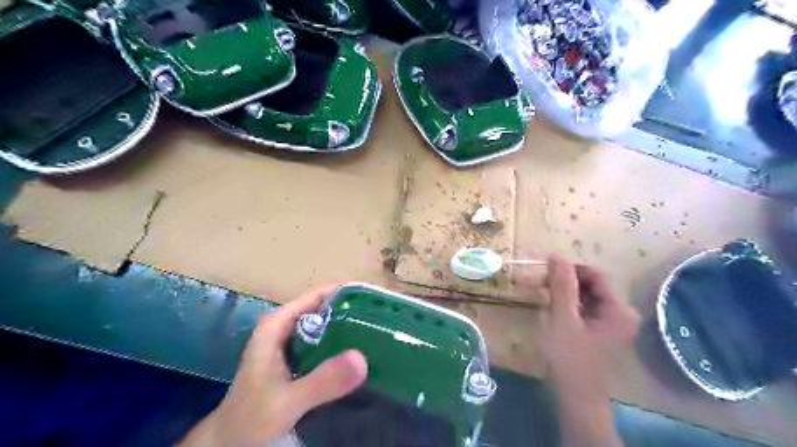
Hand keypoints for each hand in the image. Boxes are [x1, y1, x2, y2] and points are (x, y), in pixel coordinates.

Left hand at [176, 287, 366, 446]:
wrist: (230, 444)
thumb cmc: (250, 418)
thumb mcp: (287, 401)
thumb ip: (321, 381)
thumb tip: (363, 358)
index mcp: (278, 325)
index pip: (319, 296)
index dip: (347, 294)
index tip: (376, 300)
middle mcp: (286, 328)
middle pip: (325, 310)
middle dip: (353, 313)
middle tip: (385, 321)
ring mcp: (291, 345)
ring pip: (326, 328)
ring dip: (350, 331)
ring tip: (379, 335)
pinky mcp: (297, 362)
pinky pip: (325, 347)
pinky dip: (342, 349)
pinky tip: (361, 357)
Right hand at [539, 253, 638, 388]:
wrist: (577, 400)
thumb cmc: (570, 359)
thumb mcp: (563, 319)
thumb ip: (561, 286)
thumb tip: (556, 255)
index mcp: (618, 309)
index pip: (595, 274)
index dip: (570, 269)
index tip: (545, 271)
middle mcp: (620, 314)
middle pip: (591, 285)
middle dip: (565, 281)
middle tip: (541, 284)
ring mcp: (611, 324)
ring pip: (586, 296)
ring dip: (564, 292)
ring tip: (543, 295)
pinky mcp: (600, 332)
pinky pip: (584, 309)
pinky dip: (568, 305)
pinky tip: (552, 309)